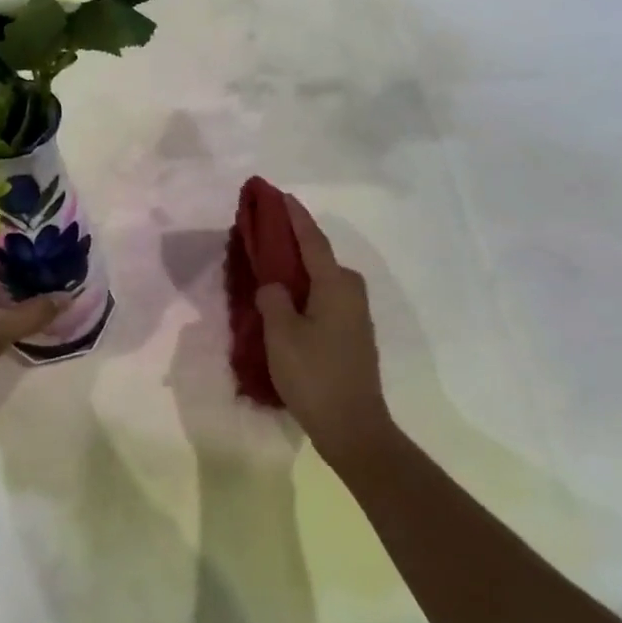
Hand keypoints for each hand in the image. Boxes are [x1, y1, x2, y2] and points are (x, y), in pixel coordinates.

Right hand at [255, 195, 395, 466]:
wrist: (353, 427)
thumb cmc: (314, 375)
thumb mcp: (281, 334)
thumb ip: (273, 299)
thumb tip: (273, 285)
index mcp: (335, 285)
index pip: (312, 240)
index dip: (295, 217)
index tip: (280, 195)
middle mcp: (350, 292)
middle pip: (319, 257)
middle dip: (294, 242)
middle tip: (266, 233)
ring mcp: (355, 315)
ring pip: (321, 280)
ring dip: (298, 269)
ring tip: (271, 265)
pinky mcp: (352, 334)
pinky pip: (324, 298)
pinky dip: (305, 291)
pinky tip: (287, 301)